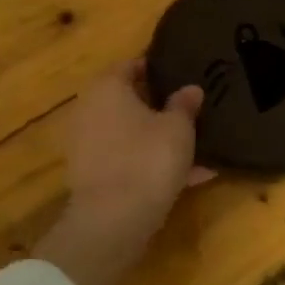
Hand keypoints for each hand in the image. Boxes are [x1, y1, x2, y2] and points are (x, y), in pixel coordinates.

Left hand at [65, 58, 214, 233]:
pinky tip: (189, 177)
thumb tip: (190, 88)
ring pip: (130, 133)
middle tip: (190, 109)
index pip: (131, 65)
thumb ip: (185, 104)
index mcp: (107, 88)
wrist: (114, 219)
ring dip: (158, 138)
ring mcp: (87, 145)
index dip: (156, 67)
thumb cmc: (148, 158)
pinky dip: (152, 164)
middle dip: (158, 105)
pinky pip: (128, 160)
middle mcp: (90, 111)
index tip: (181, 73)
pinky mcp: (92, 175)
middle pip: (128, 100)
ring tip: (197, 147)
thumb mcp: (179, 128)